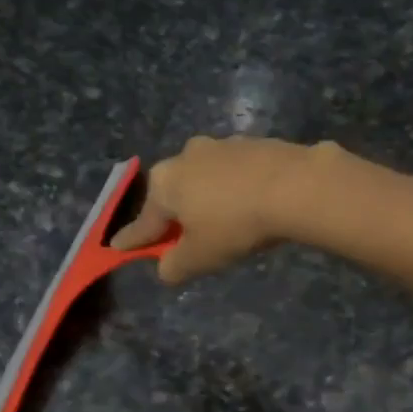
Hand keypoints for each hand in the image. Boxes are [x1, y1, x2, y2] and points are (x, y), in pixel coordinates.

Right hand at [111, 136, 316, 284]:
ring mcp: (220, 145)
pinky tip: (250, 205)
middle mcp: (185, 156)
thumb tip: (165, 268)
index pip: (144, 222)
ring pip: (205, 180)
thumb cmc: (234, 224)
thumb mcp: (199, 257)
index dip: (133, 240)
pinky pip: (234, 173)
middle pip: (174, 194)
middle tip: (184, 239)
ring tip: (223, 223)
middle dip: (175, 216)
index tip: (118, 247)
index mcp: (164, 183)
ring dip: (208, 200)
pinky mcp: (253, 143)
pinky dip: (235, 189)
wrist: (294, 186)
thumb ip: (174, 265)